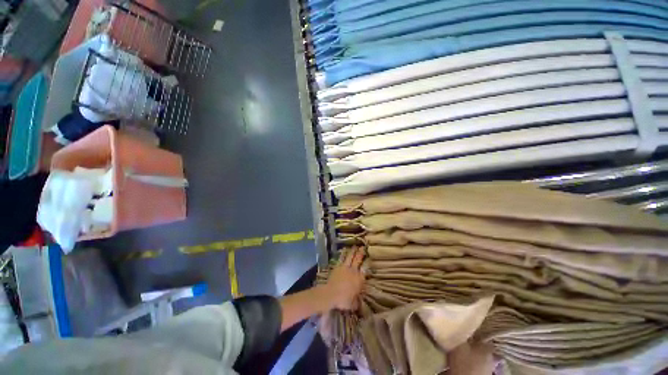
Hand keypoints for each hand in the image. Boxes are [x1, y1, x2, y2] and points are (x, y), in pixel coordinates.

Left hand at [324, 248, 365, 310]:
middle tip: (363, 247)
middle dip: (361, 253)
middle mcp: (354, 271)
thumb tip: (359, 303)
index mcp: (359, 280)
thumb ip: (357, 302)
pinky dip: (344, 254)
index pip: (365, 270)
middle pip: (358, 260)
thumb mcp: (353, 304)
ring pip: (350, 257)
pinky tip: (344, 250)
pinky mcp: (338, 267)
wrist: (331, 294)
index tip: (369, 259)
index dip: (367, 264)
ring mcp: (345, 268)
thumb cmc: (344, 300)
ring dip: (353, 251)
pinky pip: (342, 258)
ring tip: (355, 246)